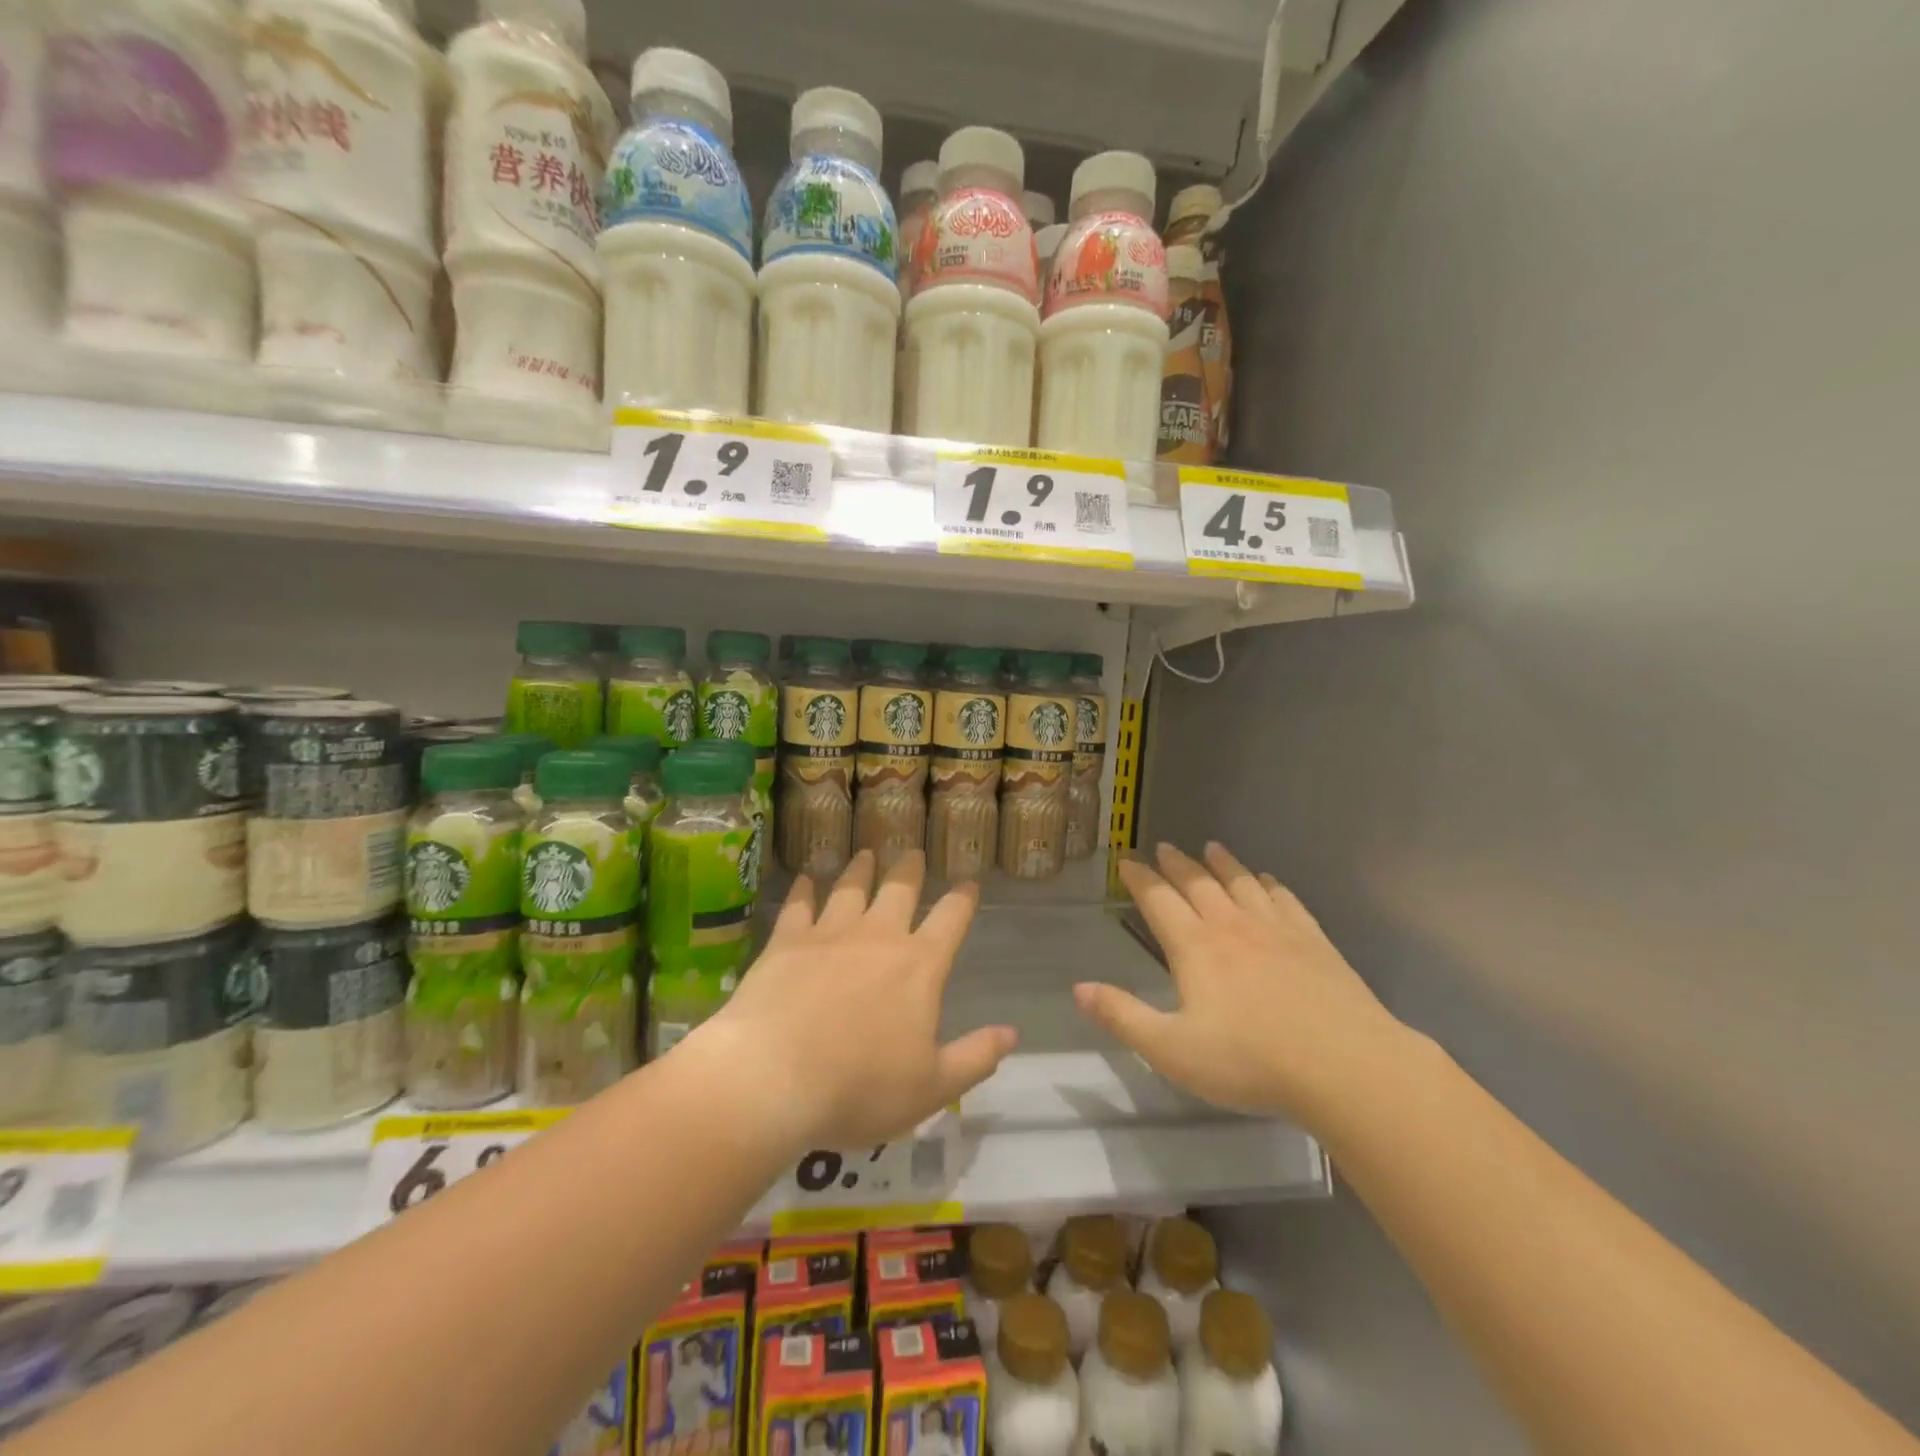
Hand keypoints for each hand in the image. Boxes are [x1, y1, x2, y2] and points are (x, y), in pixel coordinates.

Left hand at [699, 850, 1017, 1150]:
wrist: (773, 1078)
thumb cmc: (859, 1088)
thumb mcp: (931, 1088)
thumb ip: (975, 1057)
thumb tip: (1012, 1033)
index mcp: (919, 967)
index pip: (951, 920)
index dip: (963, 899)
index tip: (969, 882)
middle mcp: (878, 937)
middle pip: (900, 889)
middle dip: (909, 869)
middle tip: (912, 852)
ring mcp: (830, 934)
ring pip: (851, 888)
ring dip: (861, 869)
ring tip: (866, 854)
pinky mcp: (787, 942)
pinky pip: (799, 905)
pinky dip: (804, 889)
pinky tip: (806, 878)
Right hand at [1075, 842, 1410, 1125]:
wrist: (1345, 1066)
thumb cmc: (1250, 1061)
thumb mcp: (1172, 1050)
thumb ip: (1123, 1017)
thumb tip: (1079, 989)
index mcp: (1195, 947)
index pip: (1159, 900)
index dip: (1140, 878)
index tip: (1126, 861)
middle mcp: (1232, 926)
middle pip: (1199, 883)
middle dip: (1177, 864)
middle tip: (1164, 846)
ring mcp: (1276, 930)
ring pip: (1242, 883)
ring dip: (1223, 864)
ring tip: (1212, 847)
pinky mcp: (1314, 941)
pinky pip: (1285, 900)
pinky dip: (1271, 885)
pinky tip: (1268, 881)